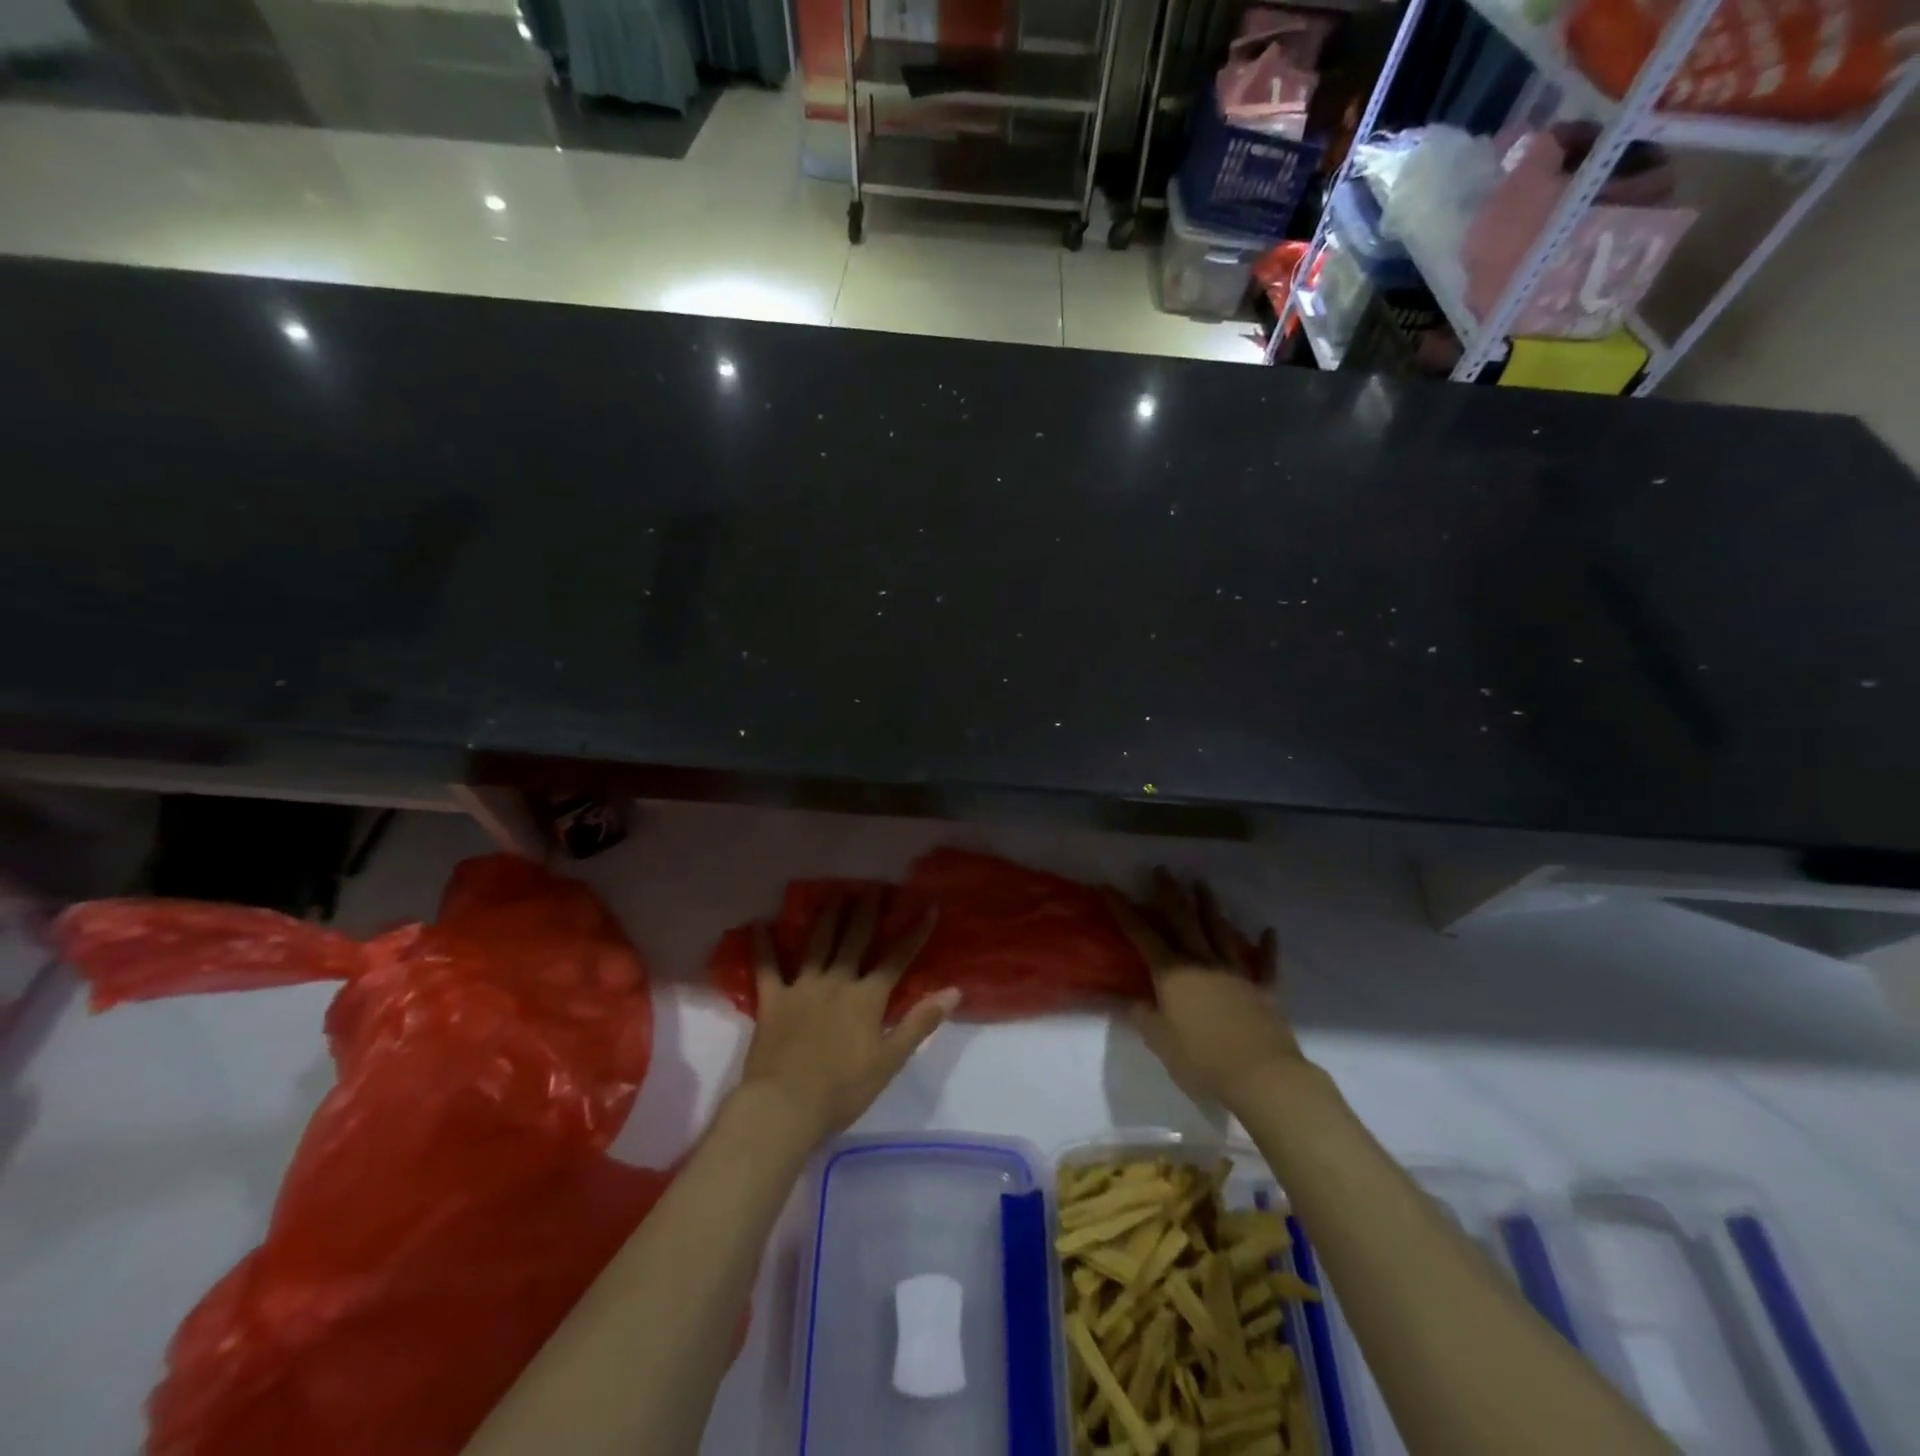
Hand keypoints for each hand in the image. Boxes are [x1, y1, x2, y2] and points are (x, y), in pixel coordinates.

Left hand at [736, 889, 954, 1145]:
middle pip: (855, 939)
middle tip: (873, 886)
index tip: (928, 907)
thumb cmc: (843, 1089)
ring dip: (828, 916)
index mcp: (867, 997)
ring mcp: (802, 987)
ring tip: (835, 893)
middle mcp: (837, 981)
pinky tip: (759, 924)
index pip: (897, 958)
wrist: (785, 1105)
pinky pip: (766, 967)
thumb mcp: (890, 1060)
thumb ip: (920, 1023)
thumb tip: (954, 991)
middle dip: (867, 911)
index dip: (914, 932)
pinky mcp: (772, 1000)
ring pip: (818, 943)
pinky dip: (762, 945)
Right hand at [1104, 870, 1303, 1114]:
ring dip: (1210, 907)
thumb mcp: (1159, 1041)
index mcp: (1172, 973)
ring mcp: (1235, 973)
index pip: (1142, 935)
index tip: (1110, 887)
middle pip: (1184, 921)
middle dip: (1170, 894)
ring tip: (1202, 884)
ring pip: (1220, 932)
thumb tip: (1134, 999)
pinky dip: (1267, 947)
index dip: (1124, 910)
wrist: (1261, 1075)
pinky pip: (1265, 965)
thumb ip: (1143, 1015)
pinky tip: (1269, 931)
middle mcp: (1202, 963)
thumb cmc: (1202, 1059)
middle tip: (1163, 870)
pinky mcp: (1263, 991)